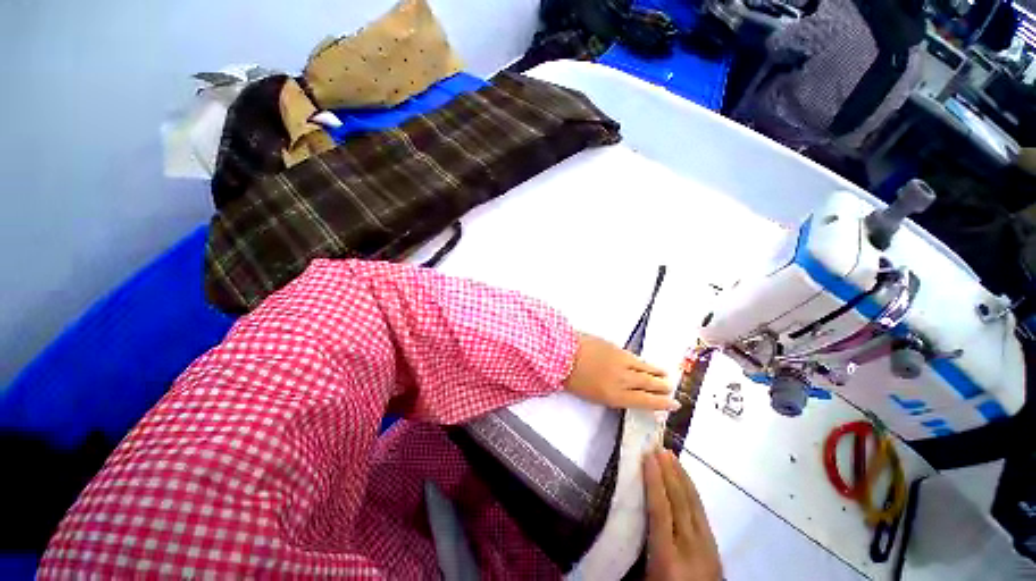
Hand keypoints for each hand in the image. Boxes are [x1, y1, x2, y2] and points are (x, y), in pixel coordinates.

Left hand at [563, 334, 676, 410]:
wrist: (564, 354)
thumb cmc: (573, 379)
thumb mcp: (592, 395)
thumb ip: (611, 395)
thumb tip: (623, 393)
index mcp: (616, 396)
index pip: (646, 401)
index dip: (662, 403)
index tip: (674, 404)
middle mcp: (624, 380)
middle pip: (650, 385)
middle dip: (662, 388)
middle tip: (671, 389)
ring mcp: (622, 362)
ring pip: (646, 369)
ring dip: (657, 373)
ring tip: (665, 375)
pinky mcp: (617, 348)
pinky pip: (635, 357)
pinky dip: (644, 362)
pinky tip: (647, 363)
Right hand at [644, 448, 721, 580]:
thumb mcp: (643, 578)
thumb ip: (636, 546)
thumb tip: (623, 512)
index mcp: (668, 557)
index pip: (661, 511)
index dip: (654, 481)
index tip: (648, 456)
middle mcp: (690, 547)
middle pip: (679, 503)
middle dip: (668, 472)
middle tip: (658, 447)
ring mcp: (707, 546)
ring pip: (693, 504)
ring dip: (681, 477)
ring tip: (671, 456)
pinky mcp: (715, 547)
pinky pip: (702, 512)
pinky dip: (692, 491)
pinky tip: (686, 481)